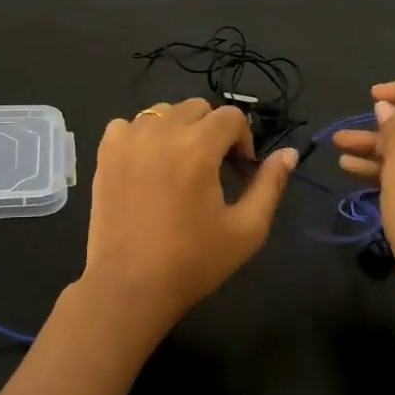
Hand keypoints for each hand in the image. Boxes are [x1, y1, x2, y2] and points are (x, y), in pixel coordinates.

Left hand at [80, 99, 296, 339]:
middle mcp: (161, 132)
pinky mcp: (105, 154)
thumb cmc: (193, 261)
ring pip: (162, 112)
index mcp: (198, 146)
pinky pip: (128, 125)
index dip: (243, 139)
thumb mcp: (247, 229)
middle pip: (197, 108)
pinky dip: (142, 136)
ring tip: (179, 166)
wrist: (130, 286)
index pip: (231, 116)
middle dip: (213, 131)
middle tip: (213, 169)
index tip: (240, 171)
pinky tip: (147, 165)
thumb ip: (270, 185)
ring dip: (178, 129)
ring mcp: (128, 140)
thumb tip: (289, 153)